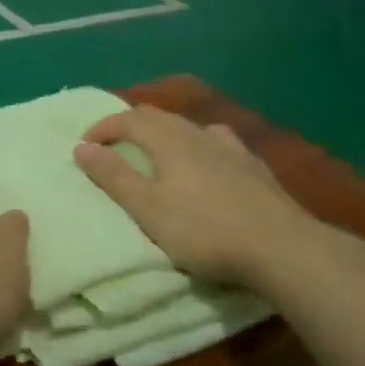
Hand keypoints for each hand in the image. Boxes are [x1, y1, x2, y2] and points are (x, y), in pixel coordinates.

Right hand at [74, 107, 335, 295]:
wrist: (284, 249)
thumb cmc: (205, 230)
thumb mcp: (147, 209)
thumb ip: (113, 176)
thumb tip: (80, 147)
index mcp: (169, 141)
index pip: (129, 120)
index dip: (104, 127)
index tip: (85, 144)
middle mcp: (198, 135)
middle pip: (160, 116)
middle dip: (131, 124)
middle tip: (114, 142)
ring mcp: (232, 149)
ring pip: (191, 126)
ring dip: (166, 131)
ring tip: (158, 148)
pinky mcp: (256, 168)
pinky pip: (219, 142)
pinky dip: (200, 143)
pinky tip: (209, 158)